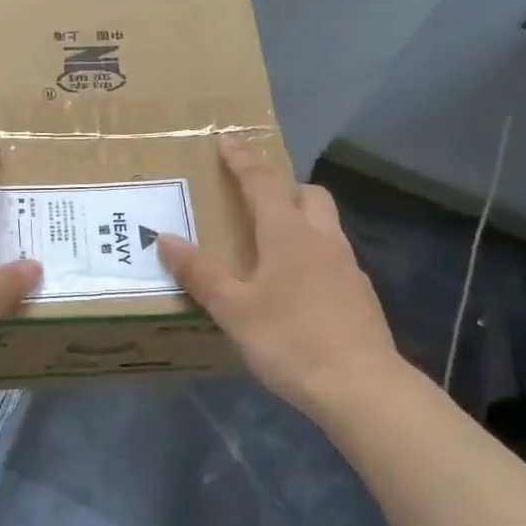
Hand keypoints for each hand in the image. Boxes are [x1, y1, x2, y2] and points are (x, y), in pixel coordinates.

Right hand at [158, 137, 400, 414]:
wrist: (360, 386)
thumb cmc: (289, 339)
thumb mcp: (233, 309)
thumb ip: (199, 273)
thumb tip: (164, 238)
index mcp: (288, 233)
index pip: (262, 183)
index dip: (242, 161)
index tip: (227, 140)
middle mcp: (322, 239)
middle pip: (308, 194)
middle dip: (284, 187)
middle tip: (257, 200)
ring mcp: (348, 266)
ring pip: (325, 225)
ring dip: (301, 220)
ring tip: (273, 245)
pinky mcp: (361, 294)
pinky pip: (334, 257)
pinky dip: (314, 255)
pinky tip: (298, 288)